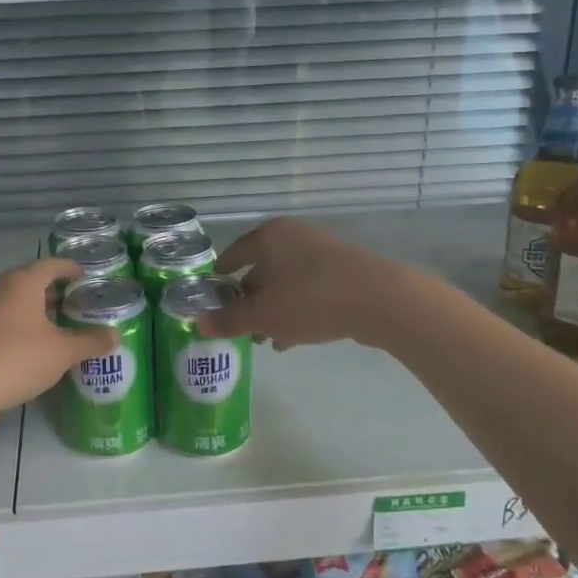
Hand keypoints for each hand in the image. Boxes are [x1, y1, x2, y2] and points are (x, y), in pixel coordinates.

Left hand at [0, 258, 116, 417]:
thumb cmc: (16, 359)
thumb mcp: (62, 352)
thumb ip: (90, 342)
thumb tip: (115, 335)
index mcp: (21, 284)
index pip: (50, 265)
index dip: (70, 268)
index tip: (84, 275)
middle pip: (29, 283)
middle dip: (52, 292)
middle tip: (74, 304)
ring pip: (12, 304)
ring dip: (33, 312)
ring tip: (55, 327)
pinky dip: (17, 329)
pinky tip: (29, 349)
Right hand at [198, 217, 397, 350]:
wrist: (379, 299)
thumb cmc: (310, 299)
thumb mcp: (263, 315)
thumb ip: (229, 320)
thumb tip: (198, 323)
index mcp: (270, 237)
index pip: (235, 253)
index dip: (221, 274)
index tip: (212, 293)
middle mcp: (295, 237)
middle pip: (262, 269)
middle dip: (249, 300)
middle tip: (239, 326)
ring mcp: (323, 253)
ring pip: (287, 283)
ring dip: (274, 310)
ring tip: (265, 340)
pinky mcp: (345, 272)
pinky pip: (310, 291)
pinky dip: (297, 311)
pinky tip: (293, 339)